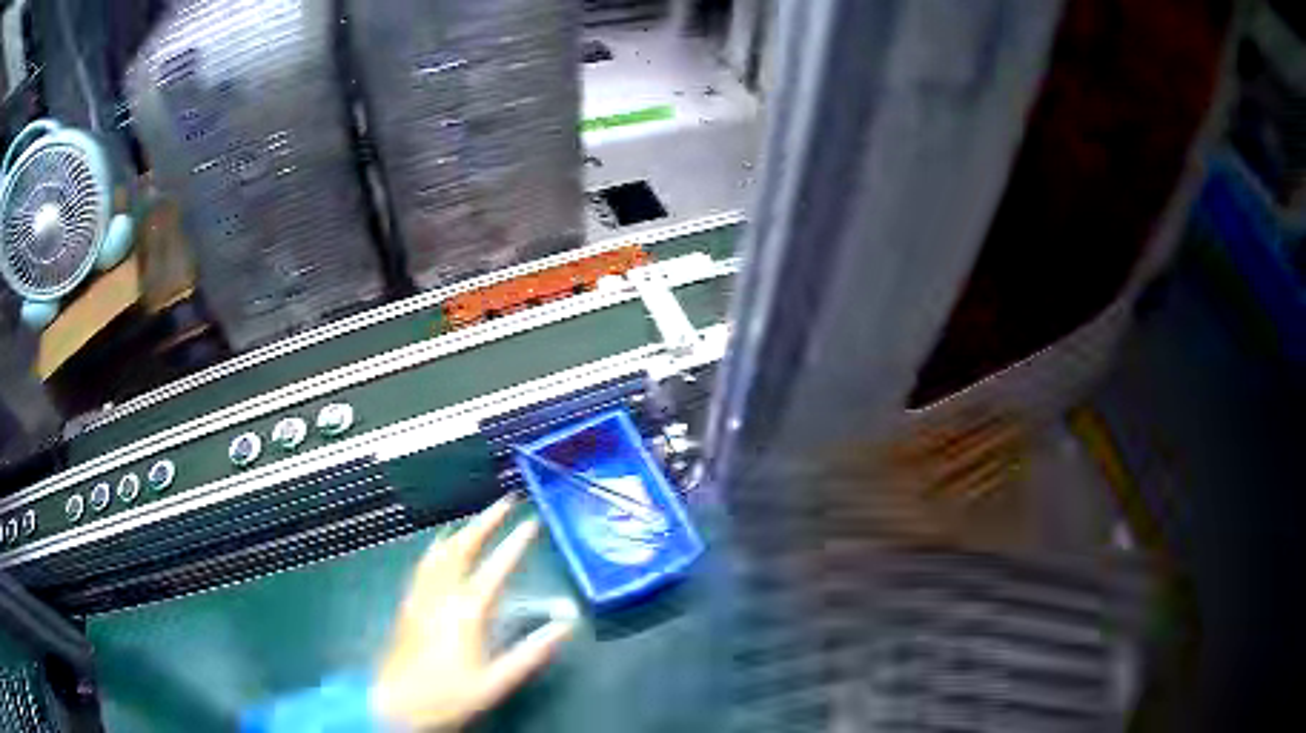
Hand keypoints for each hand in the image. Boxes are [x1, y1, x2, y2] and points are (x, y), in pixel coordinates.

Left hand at [372, 495, 575, 730]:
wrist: (396, 704)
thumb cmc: (448, 696)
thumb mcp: (496, 682)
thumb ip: (530, 653)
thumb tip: (564, 627)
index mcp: (466, 613)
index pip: (496, 568)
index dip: (515, 543)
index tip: (531, 523)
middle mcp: (441, 596)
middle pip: (461, 547)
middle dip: (484, 521)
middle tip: (503, 502)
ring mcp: (420, 597)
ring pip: (439, 552)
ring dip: (461, 530)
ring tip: (476, 518)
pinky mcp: (408, 605)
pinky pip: (425, 565)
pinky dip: (439, 548)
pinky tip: (441, 550)